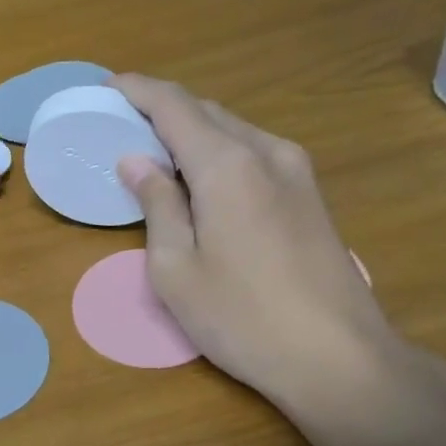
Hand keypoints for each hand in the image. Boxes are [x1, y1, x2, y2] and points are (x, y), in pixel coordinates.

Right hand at [111, 75, 399, 408]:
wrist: (339, 358)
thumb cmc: (241, 318)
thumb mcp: (176, 269)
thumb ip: (157, 205)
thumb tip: (137, 161)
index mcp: (227, 165)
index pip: (175, 106)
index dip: (138, 91)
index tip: (106, 87)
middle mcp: (267, 152)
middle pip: (207, 112)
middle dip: (162, 108)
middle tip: (122, 121)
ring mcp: (297, 171)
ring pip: (234, 130)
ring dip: (193, 130)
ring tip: (156, 149)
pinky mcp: (311, 195)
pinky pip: (254, 152)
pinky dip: (219, 151)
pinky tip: (201, 178)